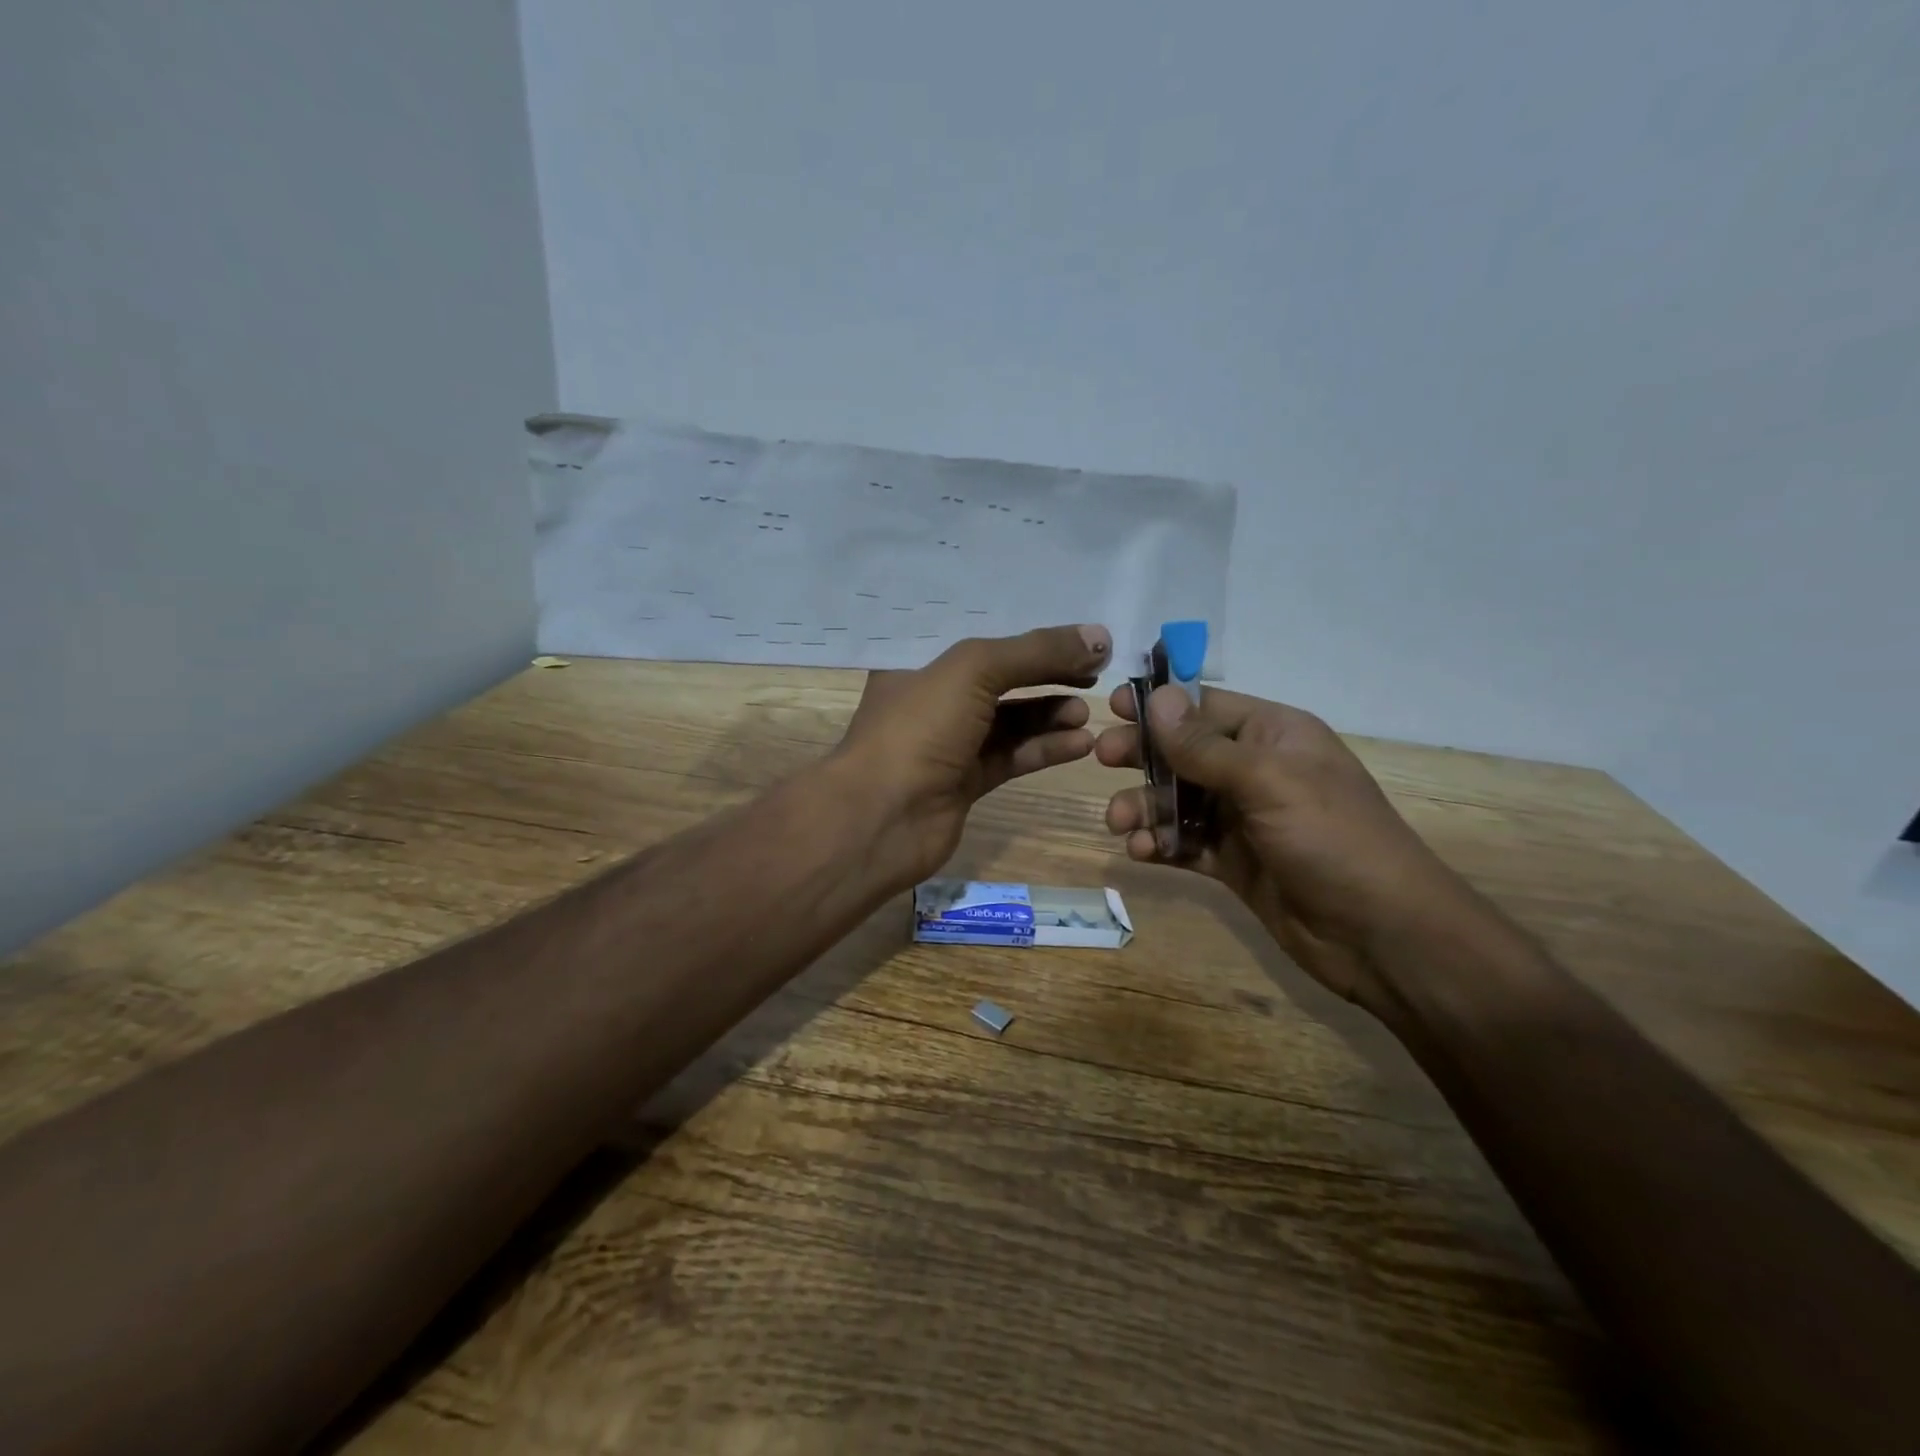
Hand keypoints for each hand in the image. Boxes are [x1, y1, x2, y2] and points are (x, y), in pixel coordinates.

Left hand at [834, 624, 1112, 885]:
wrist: (881, 819)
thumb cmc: (918, 729)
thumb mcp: (974, 671)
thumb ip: (1036, 652)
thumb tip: (1101, 638)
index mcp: (919, 662)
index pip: (981, 636)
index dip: (1028, 634)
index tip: (1076, 635)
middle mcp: (933, 699)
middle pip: (1001, 676)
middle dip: (1046, 673)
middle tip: (1094, 672)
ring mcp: (949, 743)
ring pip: (1010, 720)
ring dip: (1050, 713)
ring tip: (1088, 709)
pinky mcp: (966, 782)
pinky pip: (1012, 756)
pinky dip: (1045, 748)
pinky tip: (1080, 742)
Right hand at [1095, 684, 1482, 1015]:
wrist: (1381, 936)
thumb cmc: (1331, 839)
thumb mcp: (1267, 782)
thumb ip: (1205, 745)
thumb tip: (1159, 697)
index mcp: (1274, 736)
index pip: (1207, 706)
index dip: (1161, 703)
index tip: (1115, 706)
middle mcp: (1256, 771)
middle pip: (1185, 751)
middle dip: (1144, 755)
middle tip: (1102, 759)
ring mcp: (1244, 819)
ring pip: (1177, 800)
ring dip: (1144, 806)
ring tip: (1120, 824)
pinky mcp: (1234, 863)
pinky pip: (1185, 843)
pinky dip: (1160, 844)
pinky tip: (1141, 853)